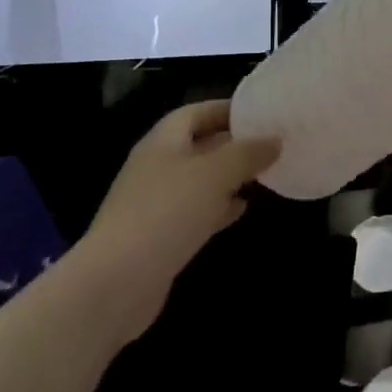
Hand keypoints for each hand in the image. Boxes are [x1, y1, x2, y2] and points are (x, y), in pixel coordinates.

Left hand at [72, 101, 278, 340]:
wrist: (116, 283)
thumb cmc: (168, 212)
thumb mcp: (217, 173)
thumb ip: (248, 152)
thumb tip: (275, 140)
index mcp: (162, 142)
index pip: (196, 112)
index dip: (227, 108)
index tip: (262, 112)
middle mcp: (156, 167)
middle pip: (198, 145)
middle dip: (233, 143)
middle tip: (270, 143)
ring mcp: (155, 203)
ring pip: (199, 180)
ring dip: (229, 176)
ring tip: (263, 174)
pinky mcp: (159, 236)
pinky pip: (195, 211)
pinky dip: (219, 207)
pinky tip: (241, 210)